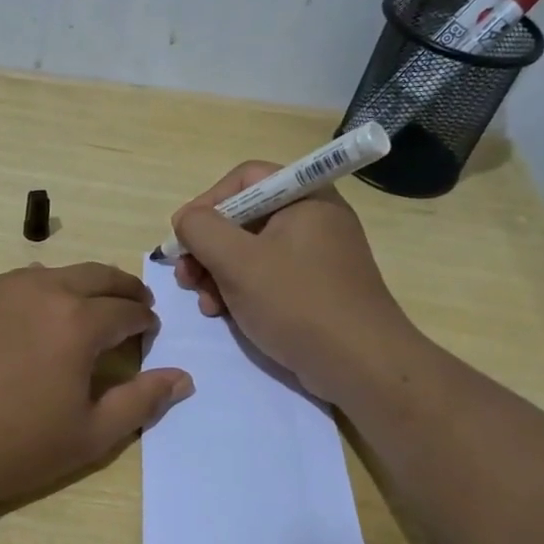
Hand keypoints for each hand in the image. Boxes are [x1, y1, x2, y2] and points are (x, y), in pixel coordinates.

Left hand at [0, 263, 193, 513]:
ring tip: (87, 310)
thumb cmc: (12, 447)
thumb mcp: (89, 435)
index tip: (149, 333)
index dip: (144, 321)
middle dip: (122, 289)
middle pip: (97, 276)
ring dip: (82, 286)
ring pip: (56, 274)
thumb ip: (141, 401)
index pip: (126, 310)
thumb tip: (182, 378)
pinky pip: (18, 284)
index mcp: (78, 321)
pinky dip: (43, 291)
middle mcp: (42, 291)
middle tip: (133, 306)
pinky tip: (35, 319)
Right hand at [170, 163, 421, 404]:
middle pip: (244, 217)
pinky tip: (225, 314)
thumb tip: (186, 220)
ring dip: (218, 274)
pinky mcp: (316, 288)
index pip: (244, 179)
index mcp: (305, 197)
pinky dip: (242, 290)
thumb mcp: (237, 261)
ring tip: (206, 304)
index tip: (183, 237)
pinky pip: (269, 276)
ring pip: (252, 251)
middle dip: (208, 247)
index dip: (207, 203)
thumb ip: (201, 230)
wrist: (360, 364)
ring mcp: (317, 255)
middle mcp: (314, 218)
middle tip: (186, 277)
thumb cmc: (297, 302)